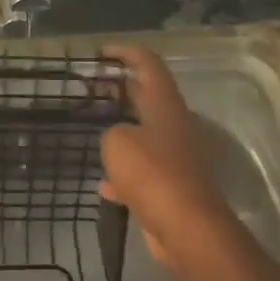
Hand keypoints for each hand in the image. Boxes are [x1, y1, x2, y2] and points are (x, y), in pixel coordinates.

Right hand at [99, 46, 239, 280]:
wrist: (186, 228)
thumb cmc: (152, 174)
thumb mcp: (118, 142)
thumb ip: (112, 132)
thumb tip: (118, 140)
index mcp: (166, 106)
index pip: (149, 65)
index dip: (126, 53)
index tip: (102, 52)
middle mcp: (175, 127)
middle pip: (148, 98)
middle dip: (121, 90)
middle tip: (93, 88)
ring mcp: (175, 158)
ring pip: (144, 135)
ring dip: (121, 130)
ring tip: (93, 130)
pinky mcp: (171, 188)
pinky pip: (143, 173)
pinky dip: (123, 174)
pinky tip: (103, 184)